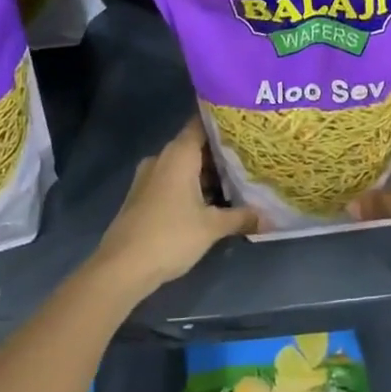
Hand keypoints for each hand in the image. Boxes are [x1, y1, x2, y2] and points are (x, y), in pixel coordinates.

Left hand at [93, 119, 258, 294]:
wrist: (121, 268)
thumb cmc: (170, 236)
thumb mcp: (212, 227)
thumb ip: (241, 217)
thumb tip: (269, 218)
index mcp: (179, 154)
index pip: (202, 123)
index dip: (224, 123)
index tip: (246, 125)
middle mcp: (162, 158)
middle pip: (195, 146)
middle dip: (221, 153)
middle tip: (250, 157)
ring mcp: (149, 177)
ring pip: (184, 166)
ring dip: (206, 174)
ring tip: (236, 181)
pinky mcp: (142, 196)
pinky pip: (172, 181)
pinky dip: (191, 186)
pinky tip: (210, 202)